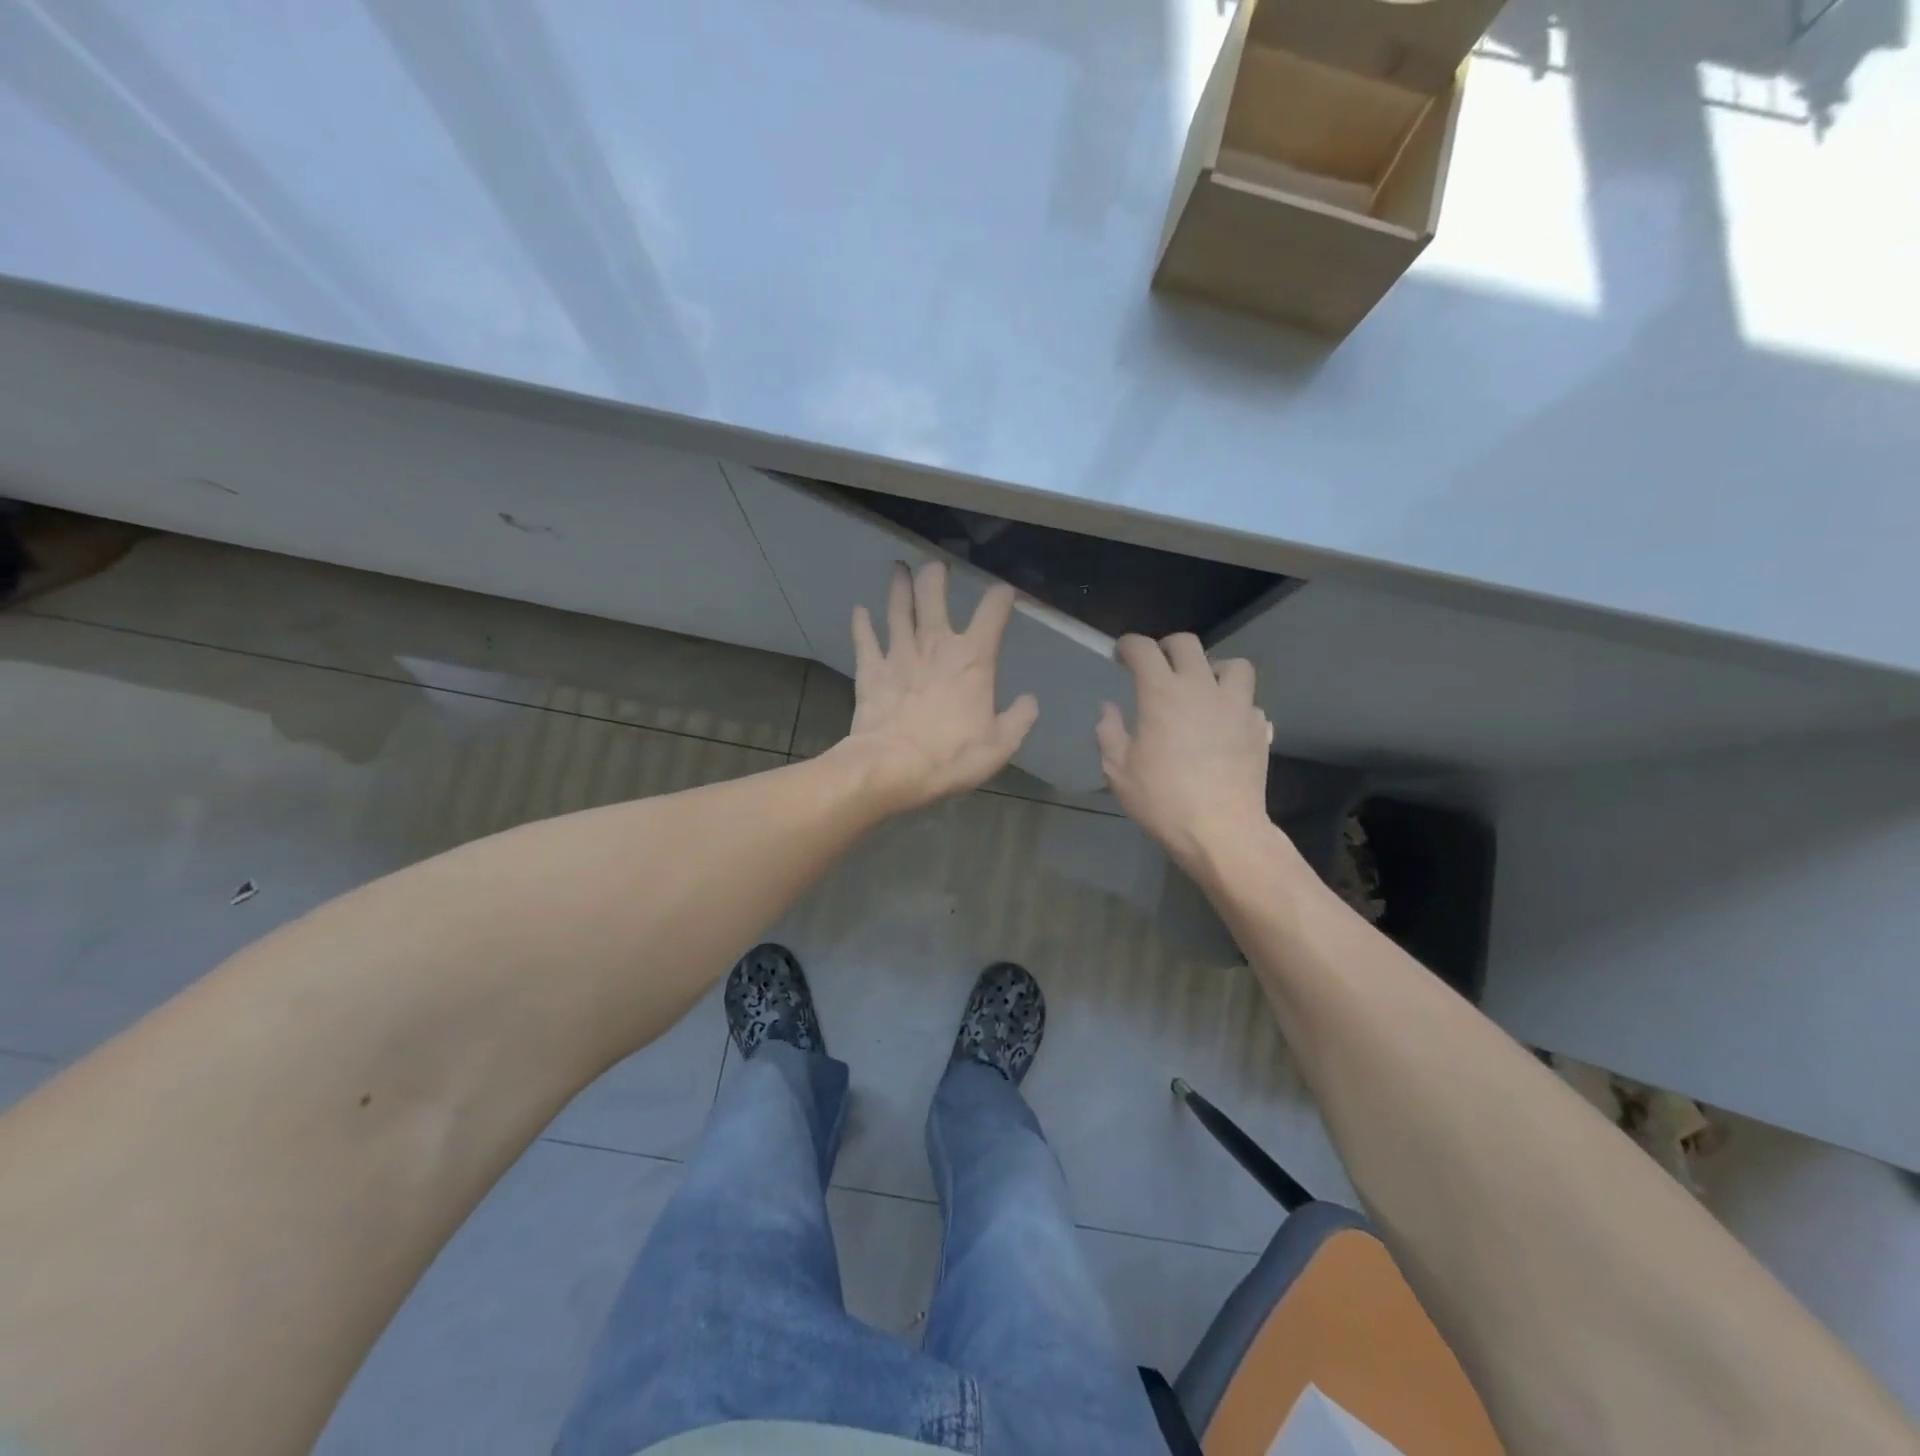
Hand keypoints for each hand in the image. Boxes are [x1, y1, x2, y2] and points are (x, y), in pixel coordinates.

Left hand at [836, 561, 1039, 812]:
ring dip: (899, 586)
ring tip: (898, 569)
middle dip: (935, 575)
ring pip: (898, 608)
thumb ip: (1019, 719)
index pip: (992, 612)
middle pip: (933, 594)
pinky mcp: (871, 669)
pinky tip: (859, 611)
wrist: (893, 767)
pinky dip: (861, 623)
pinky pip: (864, 639)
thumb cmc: (952, 755)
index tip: (1005, 592)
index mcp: (973, 658)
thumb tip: (1029, 700)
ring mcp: (899, 653)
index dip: (1001, 597)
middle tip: (936, 566)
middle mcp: (935, 644)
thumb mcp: (1000, 745)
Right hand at [1096, 633, 1273, 871]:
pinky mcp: (1258, 727)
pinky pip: (1248, 702)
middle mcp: (1201, 688)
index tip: (1121, 655)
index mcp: (1162, 694)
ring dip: (1212, 669)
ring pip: (1232, 664)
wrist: (1221, 830)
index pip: (1143, 650)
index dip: (1128, 646)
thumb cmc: (1162, 800)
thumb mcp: (1118, 770)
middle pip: (1187, 644)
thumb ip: (1109, 732)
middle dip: (1166, 647)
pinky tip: (1224, 724)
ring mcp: (1236, 705)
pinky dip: (1234, 705)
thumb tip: (1108, 709)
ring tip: (1202, 687)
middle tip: (1156, 666)